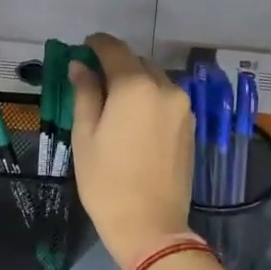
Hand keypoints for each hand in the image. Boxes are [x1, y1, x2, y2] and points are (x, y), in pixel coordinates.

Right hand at [68, 32, 195, 269]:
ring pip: (155, 81)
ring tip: (114, 105)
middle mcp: (165, 88)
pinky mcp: (190, 128)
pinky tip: (134, 121)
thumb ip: (84, 93)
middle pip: (138, 62)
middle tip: (94, 82)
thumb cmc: (106, 181)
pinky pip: (166, 101)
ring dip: (135, 83)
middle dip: (116, 65)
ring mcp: (183, 108)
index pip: (114, 49)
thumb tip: (80, 66)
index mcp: (135, 86)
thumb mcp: (85, 135)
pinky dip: (150, 101)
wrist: (150, 224)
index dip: (96, 44)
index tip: (83, 48)